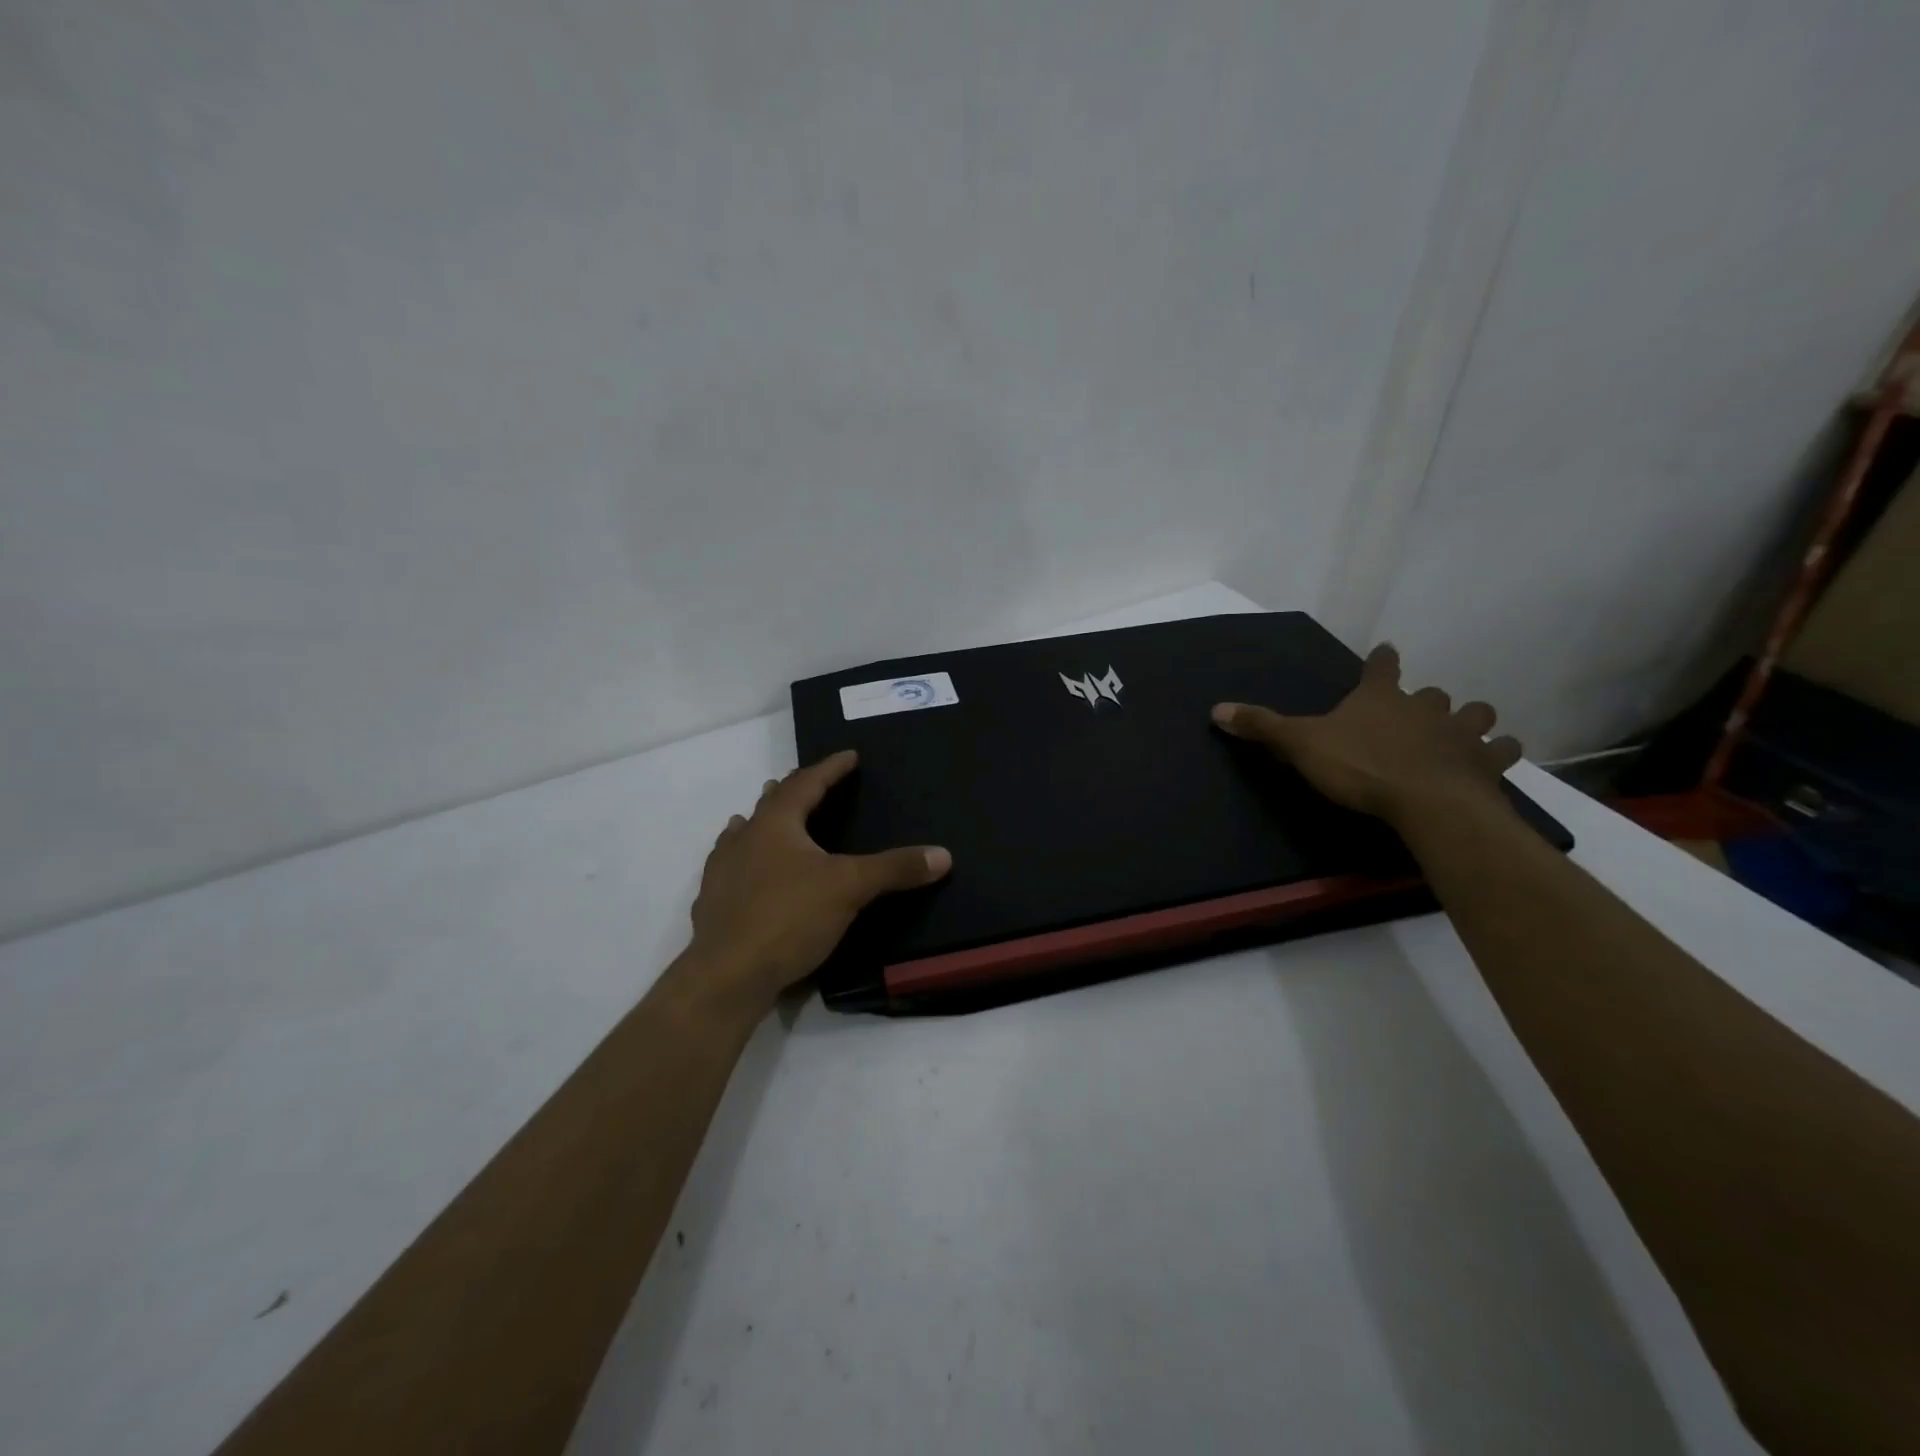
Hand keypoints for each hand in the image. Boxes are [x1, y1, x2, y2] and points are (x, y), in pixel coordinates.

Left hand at [685, 750, 951, 1008]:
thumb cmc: (789, 917)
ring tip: (768, 820)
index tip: (849, 755)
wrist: (727, 975)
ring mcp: (722, 872)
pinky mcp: (713, 905)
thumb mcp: (850, 888)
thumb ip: (894, 869)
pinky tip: (747, 873)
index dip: (830, 768)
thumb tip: (943, 854)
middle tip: (809, 784)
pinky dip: (745, 861)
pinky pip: (731, 869)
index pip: (806, 784)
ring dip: (761, 823)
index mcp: (775, 824)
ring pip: (743, 835)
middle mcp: (744, 839)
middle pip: (770, 805)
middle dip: (792, 791)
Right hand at [1211, 643, 1522, 829]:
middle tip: (1419, 711)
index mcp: (1380, 698)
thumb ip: (1262, 726)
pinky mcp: (1486, 764)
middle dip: (1426, 699)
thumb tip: (1216, 709)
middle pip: (1431, 693)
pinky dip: (1500, 752)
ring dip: (1471, 719)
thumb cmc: (1360, 766)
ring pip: (1475, 714)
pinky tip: (1496, 759)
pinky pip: (1502, 751)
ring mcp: (1460, 734)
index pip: (1381, 667)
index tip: (1386, 651)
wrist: (1426, 802)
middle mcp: (1424, 707)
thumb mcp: (1300, 745)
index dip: (1382, 660)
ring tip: (1466, 729)